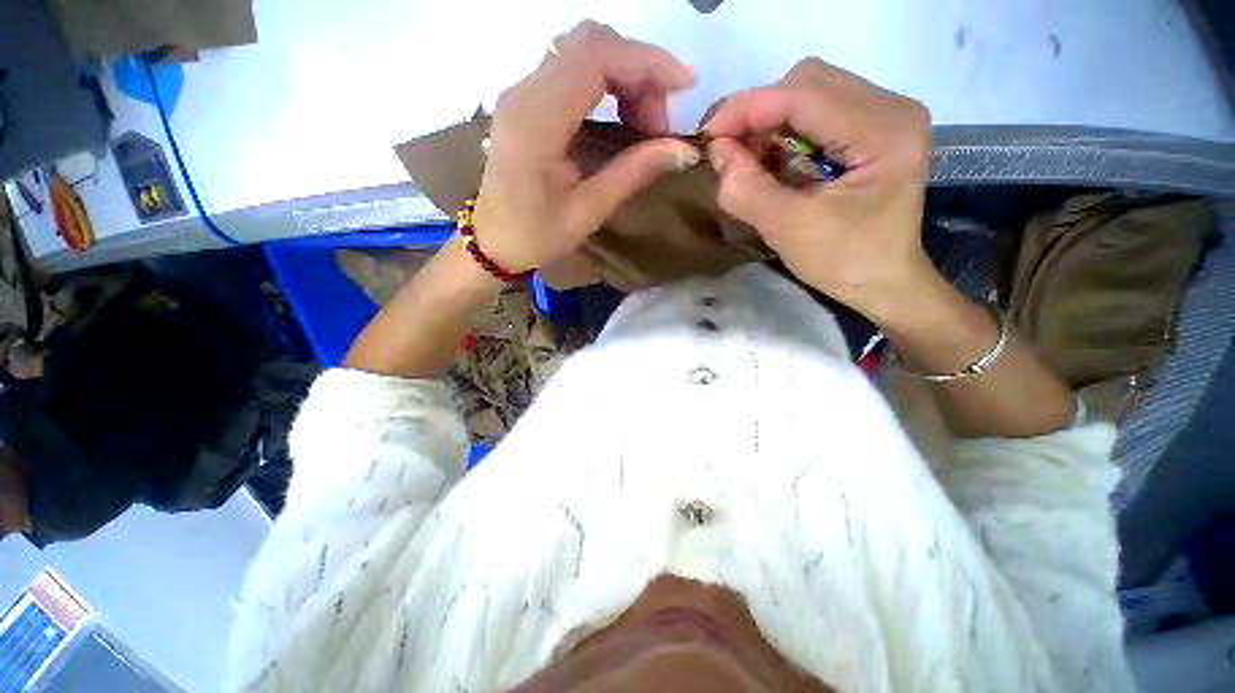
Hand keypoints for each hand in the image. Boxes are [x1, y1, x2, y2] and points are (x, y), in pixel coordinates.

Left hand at [473, 21, 701, 272]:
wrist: (493, 241)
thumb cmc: (536, 235)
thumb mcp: (588, 211)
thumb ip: (633, 172)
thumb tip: (683, 151)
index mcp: (537, 121)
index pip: (596, 57)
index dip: (647, 62)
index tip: (685, 87)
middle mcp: (525, 92)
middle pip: (590, 43)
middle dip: (638, 70)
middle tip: (658, 122)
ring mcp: (522, 92)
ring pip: (582, 51)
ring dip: (623, 75)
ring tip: (643, 123)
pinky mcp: (526, 100)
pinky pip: (571, 69)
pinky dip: (606, 83)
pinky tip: (620, 116)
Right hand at [702, 58, 932, 322]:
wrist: (883, 282)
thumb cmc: (844, 261)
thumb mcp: (789, 229)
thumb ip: (748, 189)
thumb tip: (716, 151)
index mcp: (884, 131)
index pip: (804, 94)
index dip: (747, 108)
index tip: (707, 136)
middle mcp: (892, 108)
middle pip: (809, 83)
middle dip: (758, 113)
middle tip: (728, 151)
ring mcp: (886, 116)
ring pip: (811, 93)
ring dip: (770, 122)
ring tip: (748, 159)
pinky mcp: (874, 130)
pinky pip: (819, 112)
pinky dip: (785, 132)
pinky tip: (773, 160)